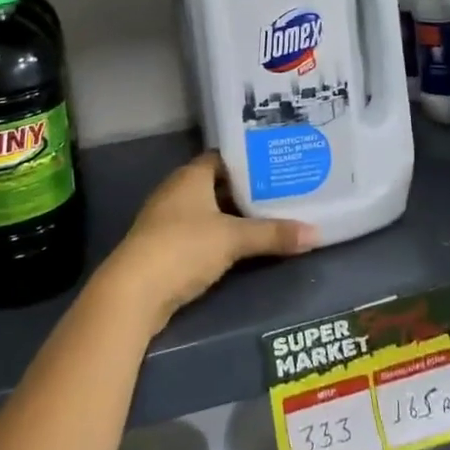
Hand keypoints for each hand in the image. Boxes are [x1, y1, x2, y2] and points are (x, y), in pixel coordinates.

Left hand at [106, 152, 317, 330]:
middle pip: (218, 184)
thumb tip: (316, 233)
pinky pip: (199, 233)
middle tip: (282, 192)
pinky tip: (241, 246)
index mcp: (191, 175)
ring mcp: (167, 219)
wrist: (133, 292)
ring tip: (270, 217)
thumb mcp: (233, 239)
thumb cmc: (183, 248)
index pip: (224, 157)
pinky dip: (219, 236)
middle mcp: (177, 190)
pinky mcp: (164, 247)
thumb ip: (272, 234)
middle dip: (246, 190)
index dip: (250, 161)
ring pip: (208, 210)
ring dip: (233, 216)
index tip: (277, 165)